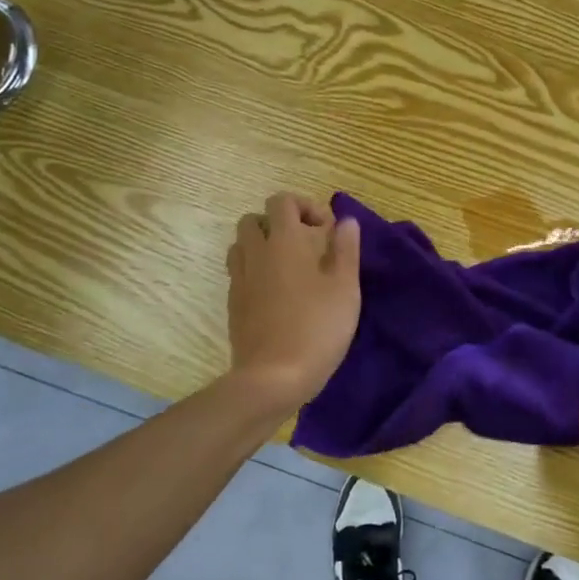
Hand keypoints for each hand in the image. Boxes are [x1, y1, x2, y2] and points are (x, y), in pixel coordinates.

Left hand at [225, 192, 361, 415]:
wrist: (273, 378)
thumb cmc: (317, 327)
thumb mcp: (345, 287)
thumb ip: (346, 249)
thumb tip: (345, 221)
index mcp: (284, 241)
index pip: (282, 201)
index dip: (304, 206)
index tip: (326, 230)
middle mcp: (256, 253)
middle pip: (254, 219)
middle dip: (278, 223)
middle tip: (304, 244)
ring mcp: (240, 279)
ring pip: (241, 245)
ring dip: (262, 245)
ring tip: (288, 266)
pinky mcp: (233, 305)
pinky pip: (238, 272)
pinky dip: (254, 271)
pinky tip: (276, 293)